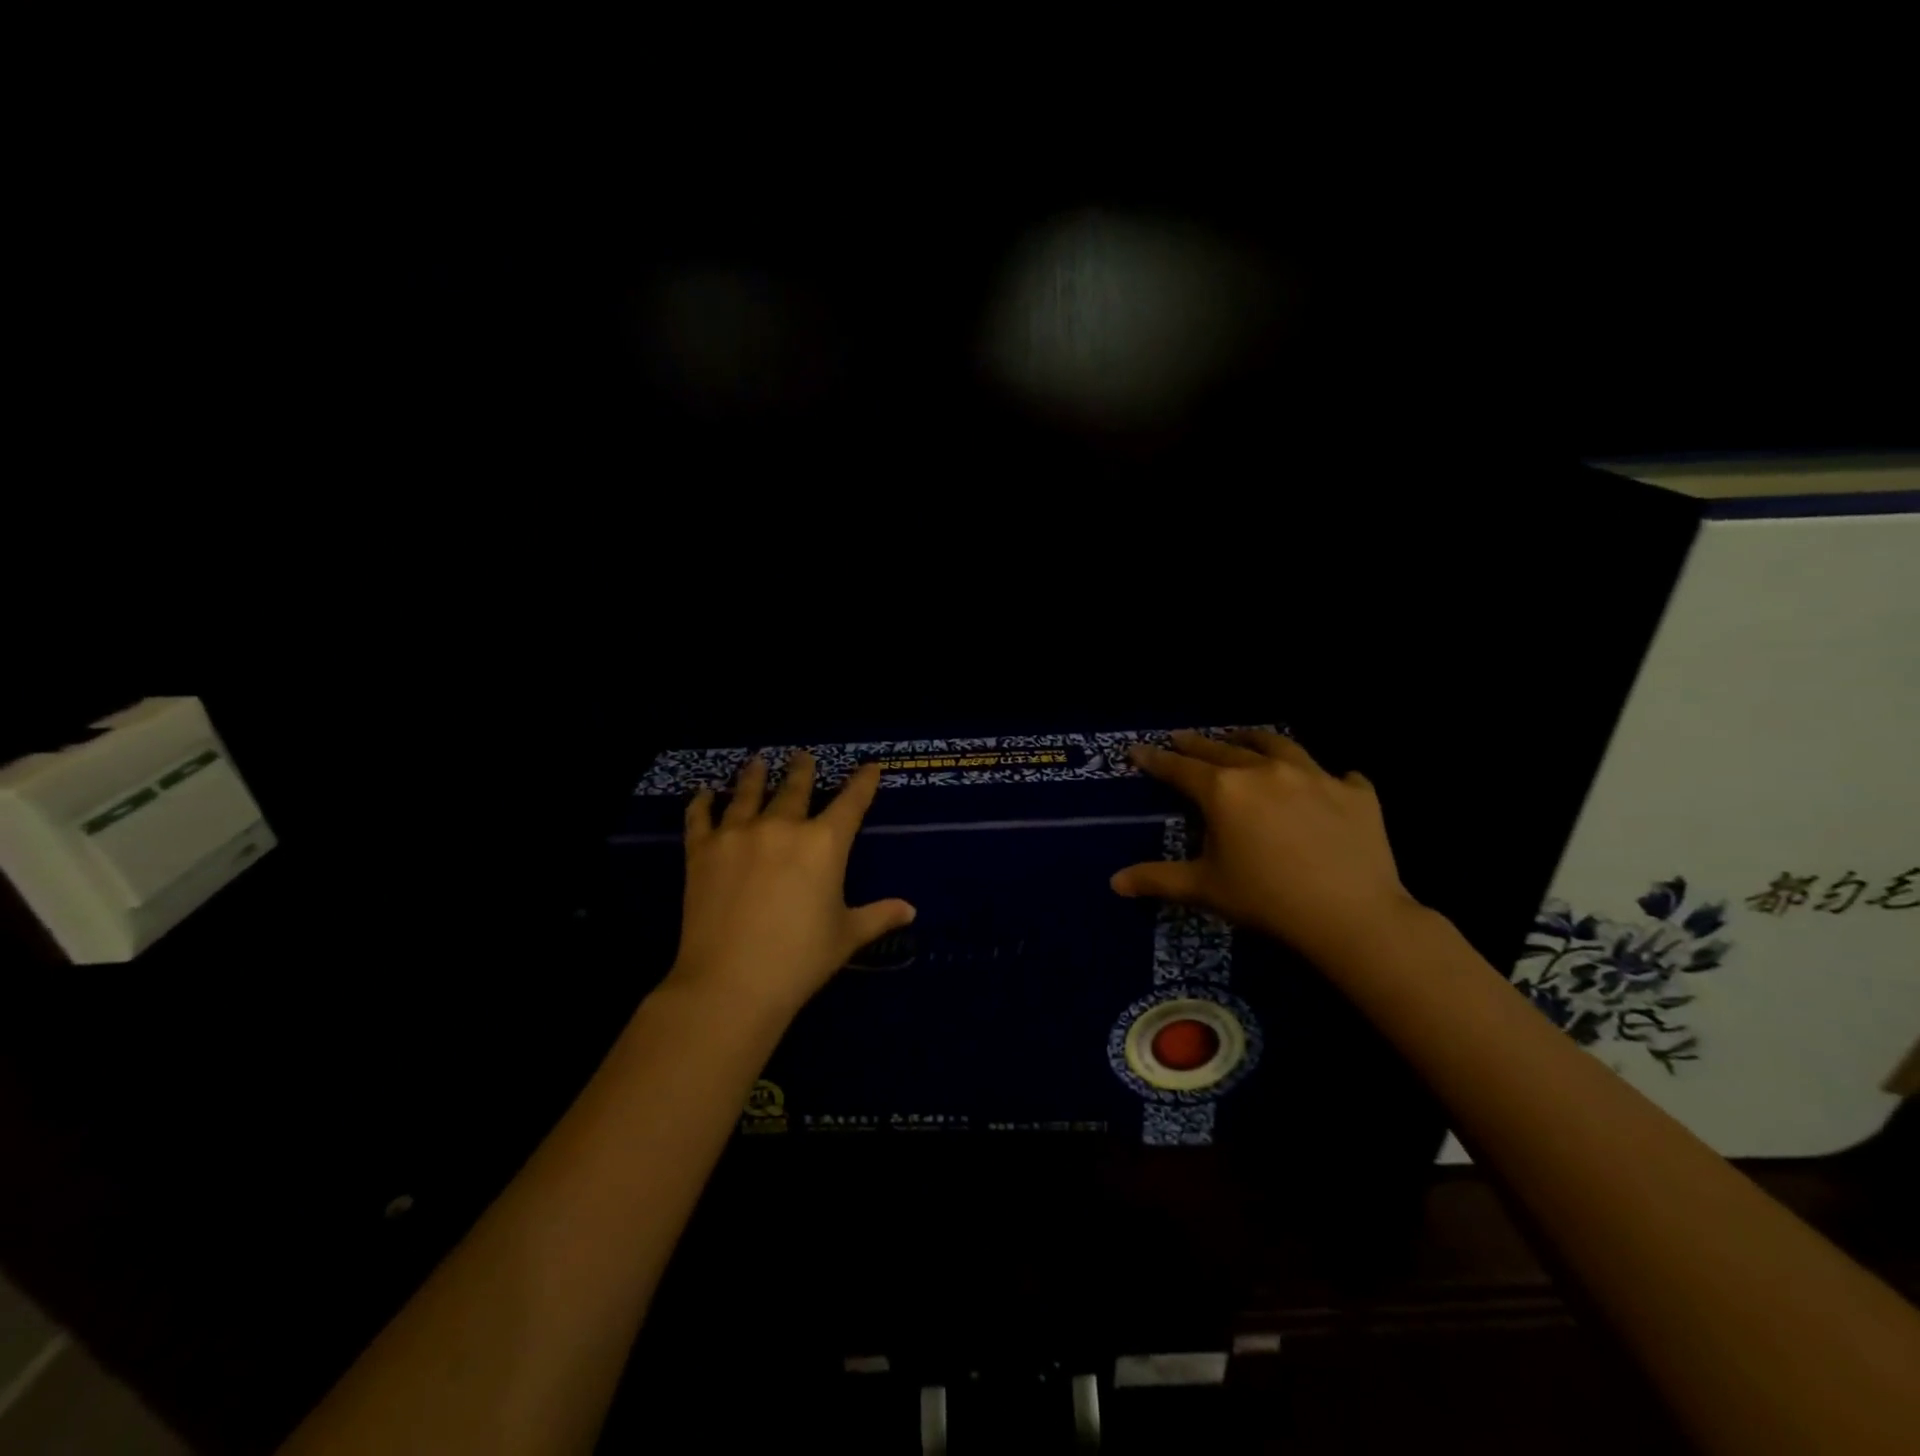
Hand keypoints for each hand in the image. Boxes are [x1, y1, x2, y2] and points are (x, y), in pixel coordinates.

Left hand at [669, 751, 914, 1018]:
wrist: (731, 983)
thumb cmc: (800, 960)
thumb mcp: (846, 936)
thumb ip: (878, 916)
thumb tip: (910, 910)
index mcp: (824, 844)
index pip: (851, 802)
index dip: (863, 782)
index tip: (870, 766)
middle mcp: (782, 827)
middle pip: (796, 788)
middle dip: (802, 769)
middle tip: (802, 755)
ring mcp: (738, 834)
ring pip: (749, 793)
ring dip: (754, 775)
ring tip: (757, 760)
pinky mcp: (701, 851)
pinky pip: (701, 817)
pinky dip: (702, 802)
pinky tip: (704, 792)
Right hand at [1110, 729, 1420, 964]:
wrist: (1352, 916)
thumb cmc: (1267, 901)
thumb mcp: (1205, 889)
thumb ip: (1158, 879)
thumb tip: (1115, 883)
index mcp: (1224, 791)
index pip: (1180, 768)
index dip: (1155, 759)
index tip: (1138, 749)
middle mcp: (1266, 771)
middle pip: (1224, 748)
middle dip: (1197, 743)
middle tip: (1181, 737)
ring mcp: (1316, 776)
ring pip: (1279, 746)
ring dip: (1254, 740)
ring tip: (1243, 738)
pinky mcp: (1357, 793)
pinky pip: (1339, 775)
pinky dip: (1326, 777)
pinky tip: (1329, 783)